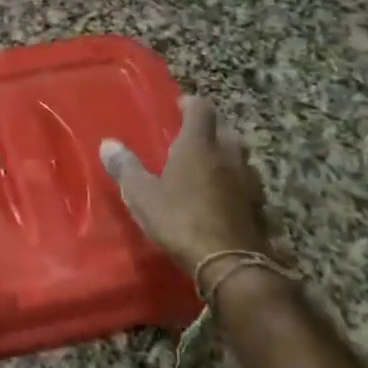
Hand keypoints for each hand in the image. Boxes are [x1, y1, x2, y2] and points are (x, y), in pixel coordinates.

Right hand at [100, 95, 272, 275]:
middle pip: (224, 128)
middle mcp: (228, 155)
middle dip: (210, 127)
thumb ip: (125, 167)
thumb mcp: (142, 195)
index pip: (201, 108)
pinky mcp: (260, 206)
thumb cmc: (181, 220)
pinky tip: (223, 195)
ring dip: (225, 154)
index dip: (190, 103)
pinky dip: (234, 181)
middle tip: (191, 136)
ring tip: (207, 164)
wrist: (230, 264)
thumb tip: (108, 144)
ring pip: (239, 155)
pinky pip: (246, 182)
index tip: (179, 106)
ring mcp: (248, 180)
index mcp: (198, 145)